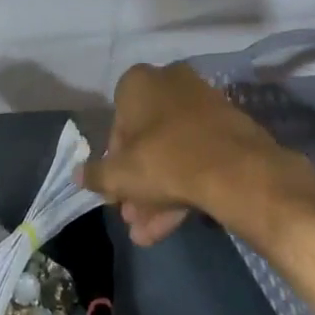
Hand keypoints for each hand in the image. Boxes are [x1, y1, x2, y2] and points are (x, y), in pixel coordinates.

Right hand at [82, 63, 314, 246]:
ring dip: (156, 191)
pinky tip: (171, 225)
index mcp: (139, 81)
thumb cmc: (165, 160)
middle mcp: (170, 82)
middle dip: (137, 181)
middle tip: (131, 215)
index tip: (115, 188)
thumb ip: (96, 174)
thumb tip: (78, 174)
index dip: (113, 159)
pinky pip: (197, 155)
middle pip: (147, 138)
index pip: (117, 120)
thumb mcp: (120, 174)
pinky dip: (183, 185)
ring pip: (172, 150)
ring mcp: (203, 103)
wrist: (236, 170)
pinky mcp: (228, 126)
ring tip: (146, 233)